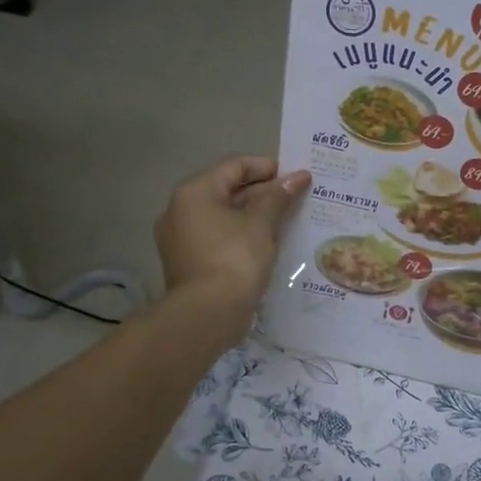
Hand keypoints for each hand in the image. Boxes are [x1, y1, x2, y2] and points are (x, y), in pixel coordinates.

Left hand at [156, 157, 310, 330]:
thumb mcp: (261, 223)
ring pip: (225, 218)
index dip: (267, 167)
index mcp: (194, 193)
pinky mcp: (190, 264)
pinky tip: (269, 245)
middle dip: (264, 193)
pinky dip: (243, 237)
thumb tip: (299, 176)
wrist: (207, 315)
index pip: (234, 166)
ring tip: (288, 221)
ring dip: (255, 216)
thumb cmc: (234, 259)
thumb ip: (279, 196)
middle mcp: (181, 211)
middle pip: (228, 191)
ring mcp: (182, 240)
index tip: (295, 176)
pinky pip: (220, 240)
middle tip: (297, 198)